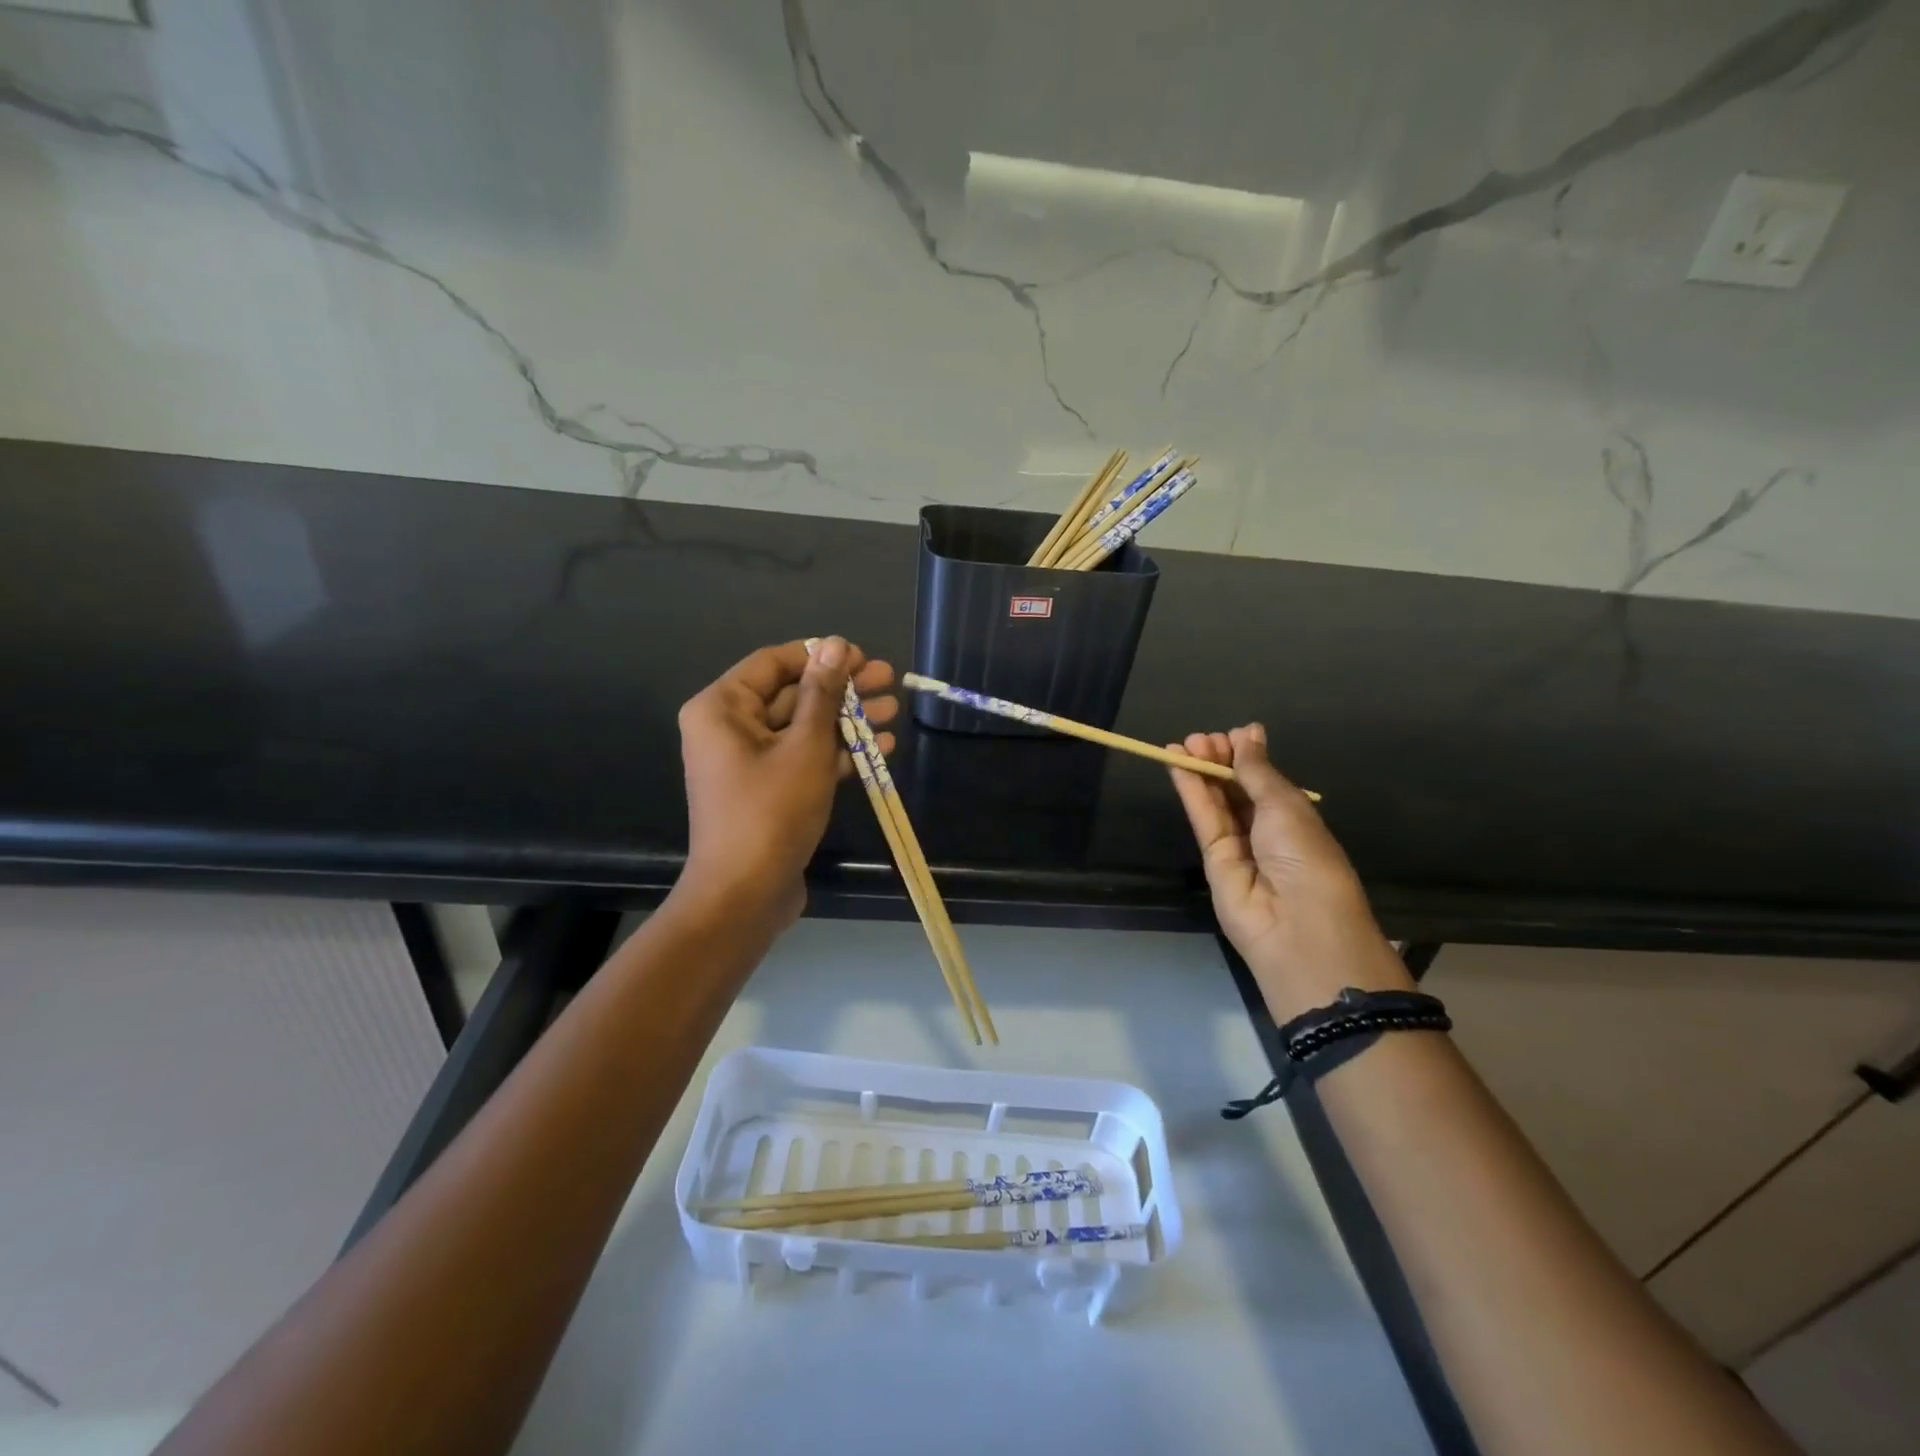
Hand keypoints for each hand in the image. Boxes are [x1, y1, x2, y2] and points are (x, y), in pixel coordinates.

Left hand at [676, 637, 895, 930]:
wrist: (745, 894)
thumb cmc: (771, 811)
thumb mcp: (805, 746)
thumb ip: (823, 694)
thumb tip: (836, 645)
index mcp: (722, 708)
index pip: (774, 662)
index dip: (821, 656)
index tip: (863, 657)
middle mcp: (729, 728)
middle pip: (792, 694)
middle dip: (843, 689)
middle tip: (889, 680)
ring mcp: (748, 761)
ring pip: (803, 727)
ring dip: (847, 720)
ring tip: (894, 711)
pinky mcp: (768, 789)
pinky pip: (803, 757)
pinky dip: (837, 752)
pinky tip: (881, 748)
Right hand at [1168, 724, 1410, 1018]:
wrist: (1296, 924)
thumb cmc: (1305, 856)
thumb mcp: (1285, 805)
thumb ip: (1256, 770)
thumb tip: (1248, 732)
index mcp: (1294, 815)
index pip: (1263, 779)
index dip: (1246, 755)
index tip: (1231, 733)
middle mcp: (1266, 828)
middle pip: (1236, 788)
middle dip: (1219, 760)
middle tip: (1199, 738)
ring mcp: (1238, 845)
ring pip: (1216, 801)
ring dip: (1201, 771)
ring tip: (1183, 744)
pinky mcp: (1212, 859)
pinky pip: (1202, 818)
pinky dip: (1190, 791)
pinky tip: (1177, 766)